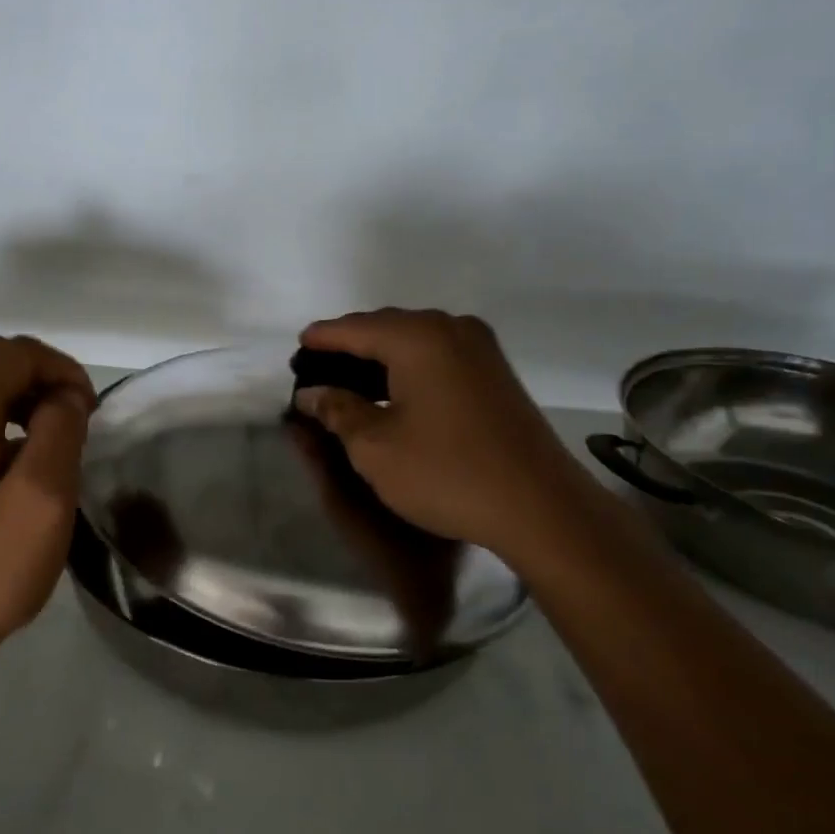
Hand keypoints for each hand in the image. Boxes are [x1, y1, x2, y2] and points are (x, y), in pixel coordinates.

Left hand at [0, 336, 95, 658]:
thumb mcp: (42, 500)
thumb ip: (60, 432)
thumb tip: (64, 397)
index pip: (13, 353)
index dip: (60, 369)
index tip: (88, 411)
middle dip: (43, 380)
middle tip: (77, 423)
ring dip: (24, 400)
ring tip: (56, 442)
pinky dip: (2, 421)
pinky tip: (21, 465)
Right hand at [294, 309, 601, 567]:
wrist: (539, 507)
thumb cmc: (446, 473)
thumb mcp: (375, 447)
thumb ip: (337, 411)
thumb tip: (311, 393)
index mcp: (417, 338)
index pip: (354, 328)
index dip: (321, 339)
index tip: (295, 350)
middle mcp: (451, 328)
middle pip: (385, 327)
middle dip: (349, 345)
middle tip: (318, 371)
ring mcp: (480, 348)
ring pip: (414, 339)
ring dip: (380, 356)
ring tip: (348, 381)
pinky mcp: (495, 371)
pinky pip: (438, 354)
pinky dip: (408, 365)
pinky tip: (392, 390)